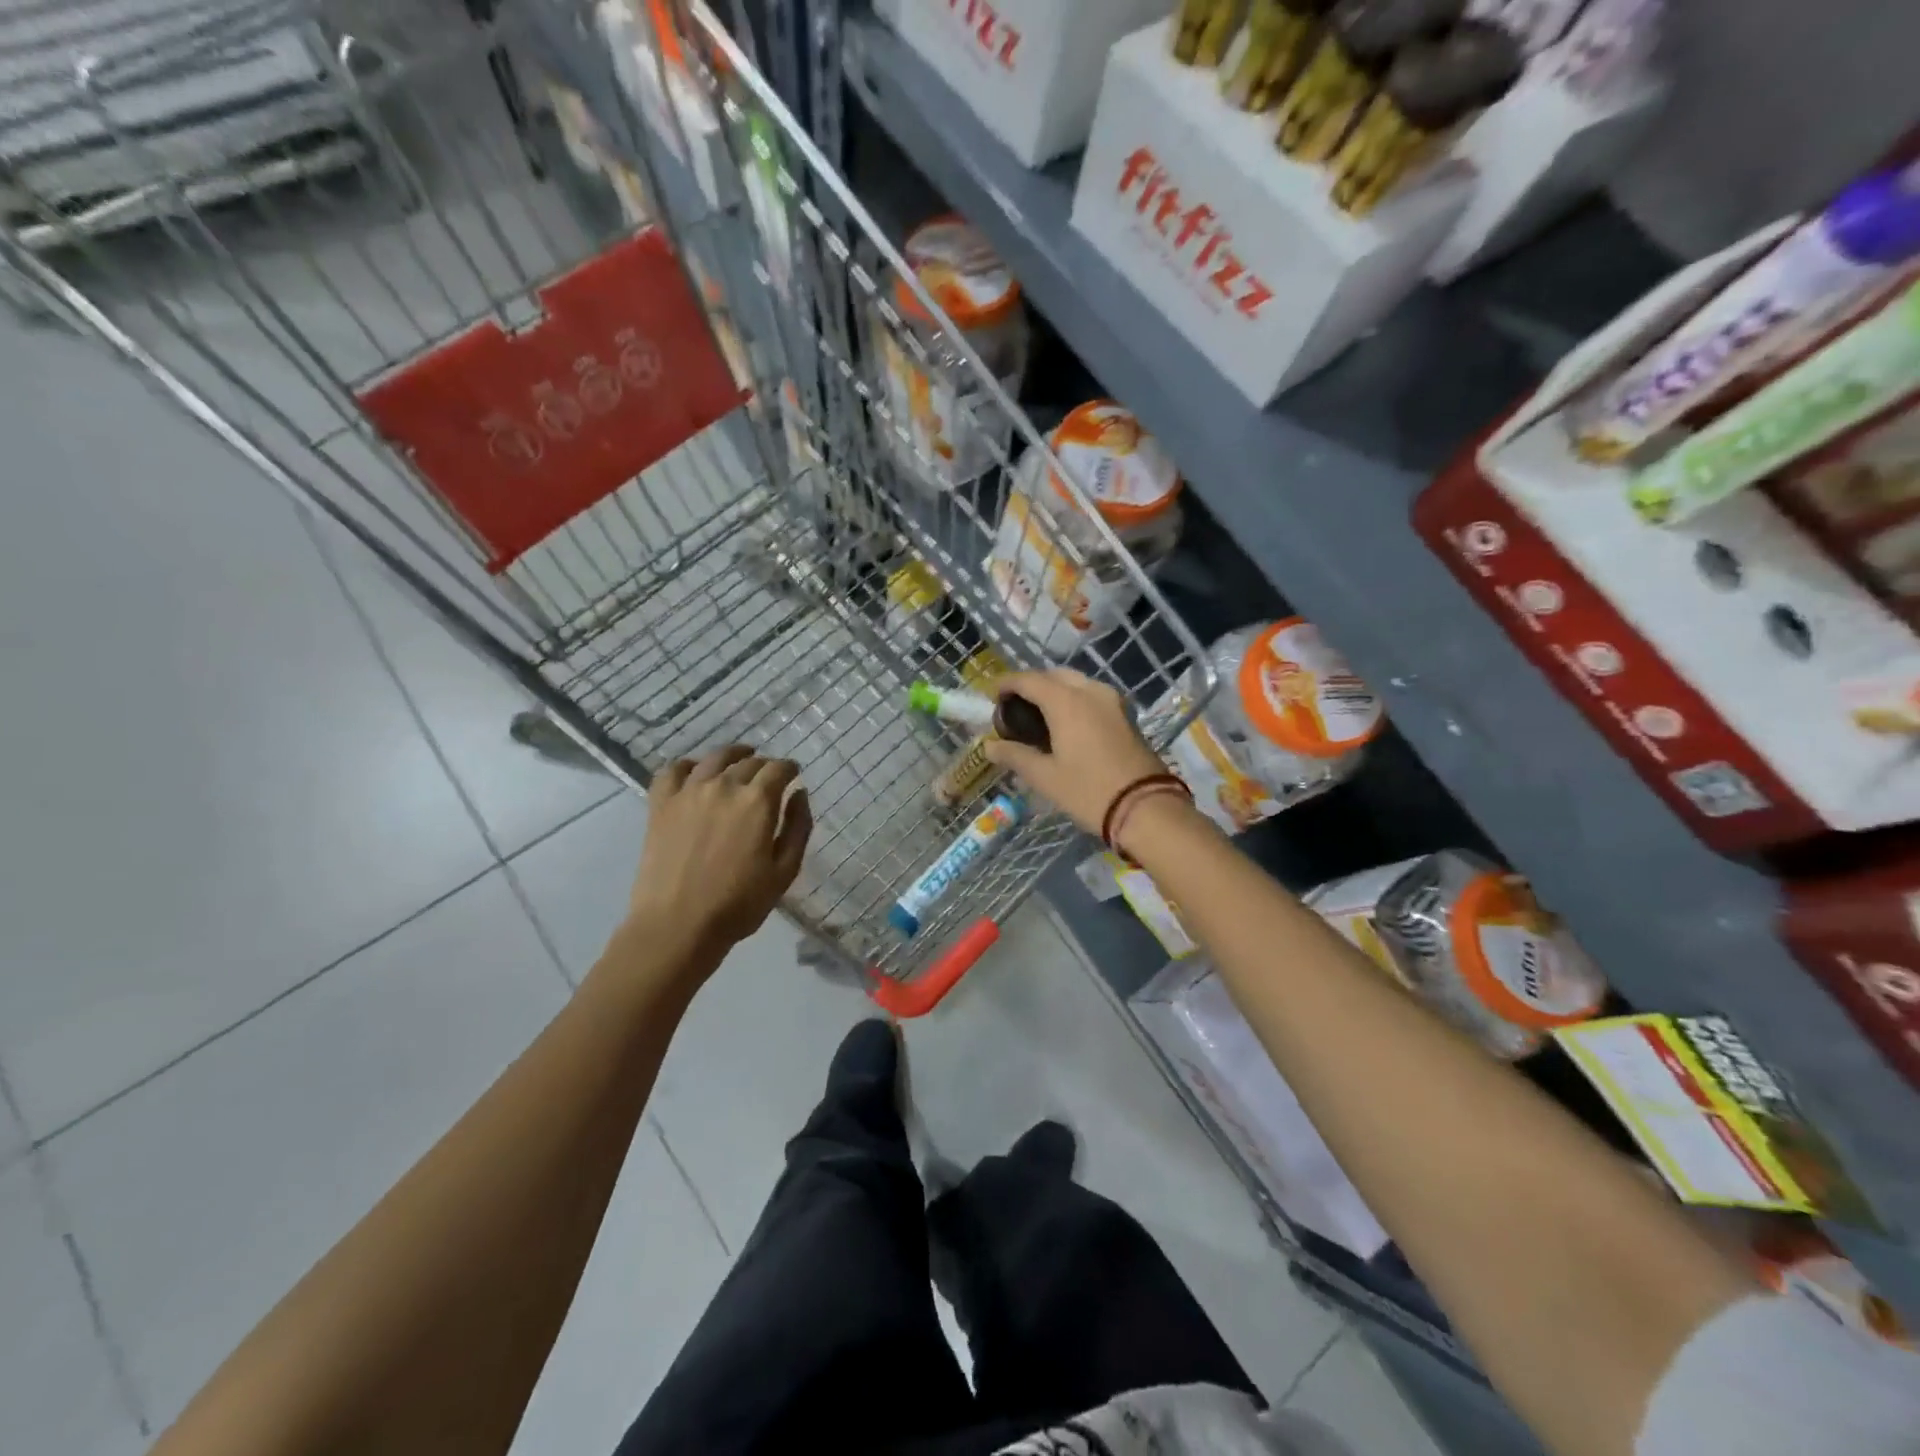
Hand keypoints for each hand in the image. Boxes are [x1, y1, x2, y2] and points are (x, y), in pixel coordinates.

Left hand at [626, 746, 811, 957]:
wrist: (677, 925)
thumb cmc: (739, 904)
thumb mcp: (785, 871)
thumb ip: (798, 827)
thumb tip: (799, 793)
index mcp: (757, 801)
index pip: (779, 769)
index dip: (789, 769)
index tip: (794, 774)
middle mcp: (724, 786)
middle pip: (749, 762)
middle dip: (765, 765)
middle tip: (770, 776)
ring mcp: (688, 792)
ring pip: (714, 759)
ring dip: (732, 755)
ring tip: (739, 760)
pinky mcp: (661, 804)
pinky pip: (673, 771)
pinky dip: (689, 765)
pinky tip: (696, 772)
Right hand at [985, 670, 1169, 834]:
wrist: (1146, 809)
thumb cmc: (1089, 792)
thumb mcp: (1045, 777)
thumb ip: (1015, 756)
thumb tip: (990, 746)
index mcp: (1066, 701)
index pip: (1028, 680)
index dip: (1006, 684)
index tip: (990, 695)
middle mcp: (1090, 691)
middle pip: (1054, 675)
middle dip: (1031, 685)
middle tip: (1014, 707)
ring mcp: (1112, 701)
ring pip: (1076, 683)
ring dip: (1054, 690)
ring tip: (1038, 715)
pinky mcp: (1125, 715)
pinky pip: (1092, 695)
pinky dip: (1073, 700)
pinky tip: (1065, 723)